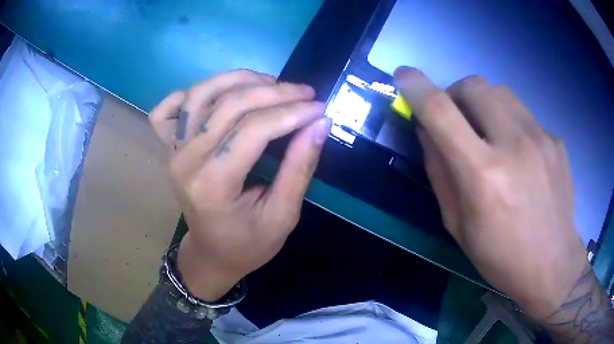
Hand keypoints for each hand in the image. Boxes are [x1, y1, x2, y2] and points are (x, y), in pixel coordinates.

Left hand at [149, 69, 330, 300]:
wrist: (211, 253)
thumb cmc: (248, 244)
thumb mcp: (283, 216)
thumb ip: (299, 169)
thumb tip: (319, 123)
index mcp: (213, 186)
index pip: (253, 130)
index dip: (292, 113)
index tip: (320, 108)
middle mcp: (186, 162)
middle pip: (229, 105)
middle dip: (274, 92)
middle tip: (305, 92)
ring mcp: (172, 152)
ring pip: (199, 95)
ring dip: (238, 80)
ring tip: (270, 83)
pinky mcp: (168, 148)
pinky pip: (166, 110)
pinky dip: (190, 94)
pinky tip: (217, 94)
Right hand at [394, 67, 587, 318]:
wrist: (552, 265)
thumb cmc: (501, 255)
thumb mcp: (458, 226)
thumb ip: (439, 173)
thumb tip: (426, 131)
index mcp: (483, 176)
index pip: (441, 112)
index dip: (416, 87)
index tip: (403, 75)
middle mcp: (514, 146)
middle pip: (474, 85)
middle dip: (455, 93)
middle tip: (457, 119)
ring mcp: (541, 138)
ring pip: (500, 91)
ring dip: (484, 103)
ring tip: (489, 133)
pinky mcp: (556, 140)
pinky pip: (524, 115)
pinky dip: (511, 124)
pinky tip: (521, 156)